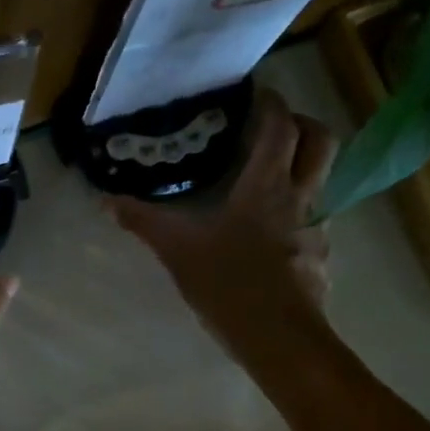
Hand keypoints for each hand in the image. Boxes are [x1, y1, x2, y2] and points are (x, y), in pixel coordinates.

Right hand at [108, 87, 335, 353]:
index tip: (255, 93)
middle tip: (273, 127)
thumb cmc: (229, 283)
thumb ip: (143, 221)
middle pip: (321, 139)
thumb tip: (106, 201)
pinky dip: (297, 208)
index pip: (280, 126)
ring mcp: (317, 225)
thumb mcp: (177, 250)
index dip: (271, 103)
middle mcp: (300, 196)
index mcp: (266, 185)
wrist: (278, 337)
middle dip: (302, 122)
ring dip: (304, 165)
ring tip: (269, 176)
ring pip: (323, 177)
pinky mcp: (319, 254)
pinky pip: (315, 216)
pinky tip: (270, 229)